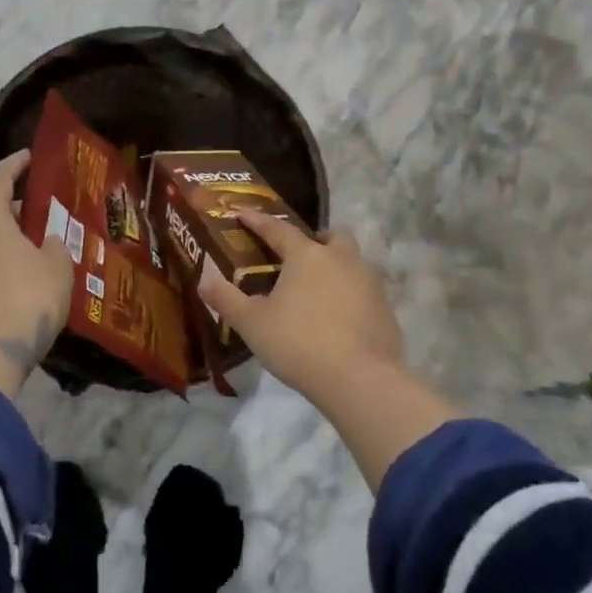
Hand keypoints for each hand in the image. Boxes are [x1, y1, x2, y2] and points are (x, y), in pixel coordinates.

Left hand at [0, 149, 74, 396]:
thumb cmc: (27, 298)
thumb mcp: (57, 266)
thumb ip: (56, 246)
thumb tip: (48, 242)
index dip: (14, 165)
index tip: (29, 157)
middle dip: (20, 208)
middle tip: (49, 210)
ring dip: (15, 239)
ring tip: (46, 245)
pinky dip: (8, 262)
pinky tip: (32, 275)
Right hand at [198, 210, 406, 399]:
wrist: (360, 379)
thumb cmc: (298, 343)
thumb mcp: (252, 323)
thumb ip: (227, 300)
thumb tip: (205, 282)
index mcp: (306, 256)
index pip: (278, 229)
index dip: (258, 221)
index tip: (242, 213)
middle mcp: (342, 259)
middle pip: (332, 237)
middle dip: (316, 240)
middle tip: (299, 257)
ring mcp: (369, 283)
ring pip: (353, 261)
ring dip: (337, 266)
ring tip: (319, 289)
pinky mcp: (386, 309)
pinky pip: (365, 290)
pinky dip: (351, 295)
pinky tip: (339, 317)